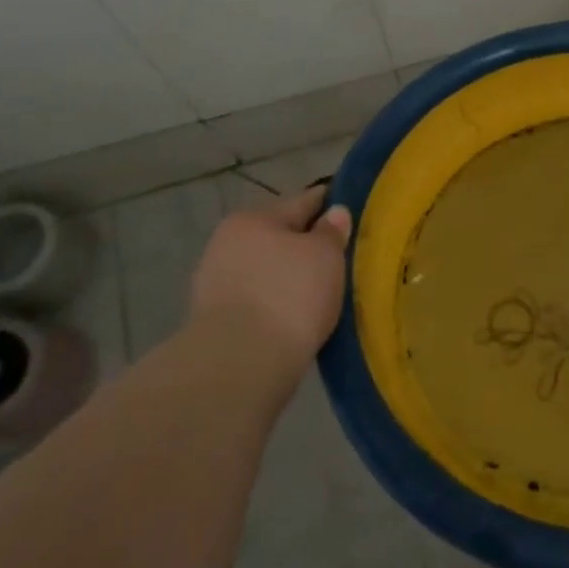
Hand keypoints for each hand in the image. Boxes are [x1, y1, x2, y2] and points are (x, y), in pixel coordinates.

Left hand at [191, 185, 352, 367]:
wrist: (240, 366)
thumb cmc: (289, 295)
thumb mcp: (325, 256)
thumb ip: (332, 231)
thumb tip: (334, 213)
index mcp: (253, 218)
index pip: (303, 201)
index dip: (331, 205)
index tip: (353, 212)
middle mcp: (228, 244)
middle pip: (281, 237)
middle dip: (308, 246)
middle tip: (342, 258)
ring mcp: (216, 285)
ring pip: (268, 271)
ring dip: (290, 278)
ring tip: (323, 293)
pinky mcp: (215, 323)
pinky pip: (259, 302)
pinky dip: (277, 304)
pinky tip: (298, 316)